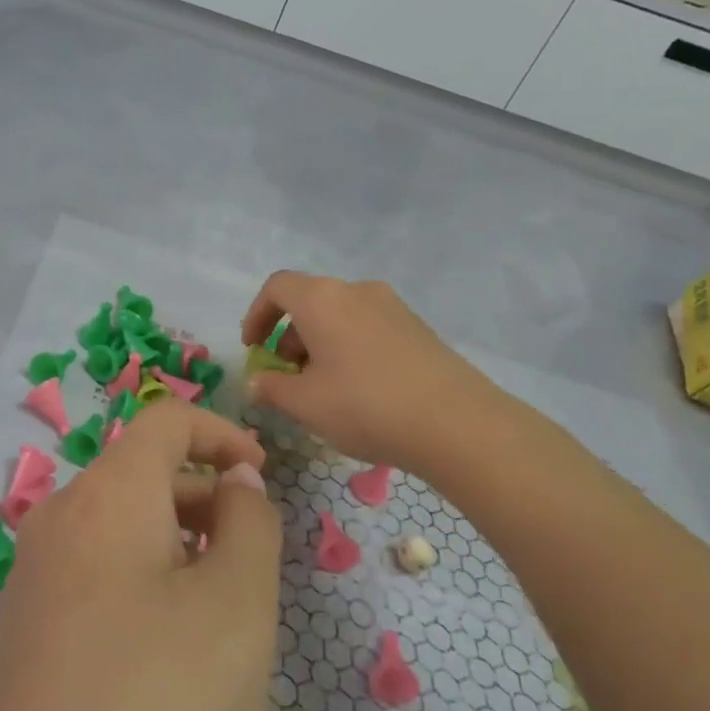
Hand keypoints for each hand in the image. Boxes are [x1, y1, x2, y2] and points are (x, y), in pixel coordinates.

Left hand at [0, 401, 280, 710]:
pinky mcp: (23, 635)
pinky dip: (142, 585)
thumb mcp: (238, 605)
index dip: (222, 432)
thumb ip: (250, 523)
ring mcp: (31, 580)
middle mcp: (57, 521)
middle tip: (252, 569)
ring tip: (218, 622)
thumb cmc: (159, 707)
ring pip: (119, 530)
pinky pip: (94, 577)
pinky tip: (165, 662)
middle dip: (204, 500)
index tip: (264, 475)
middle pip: (140, 476)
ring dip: (176, 548)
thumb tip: (235, 481)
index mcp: (105, 496)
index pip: (164, 420)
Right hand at [240, 271, 519, 478]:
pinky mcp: (417, 327)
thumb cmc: (365, 405)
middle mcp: (356, 291)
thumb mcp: (305, 404)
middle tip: (287, 374)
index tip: (253, 348)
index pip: (277, 287)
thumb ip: (271, 388)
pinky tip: (359, 388)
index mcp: (322, 299)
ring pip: (340, 314)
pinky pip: (368, 326)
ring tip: (322, 386)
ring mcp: (391, 306)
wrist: (456, 422)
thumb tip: (256, 381)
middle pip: (310, 300)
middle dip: (289, 334)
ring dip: (320, 342)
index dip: (257, 314)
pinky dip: (349, 346)